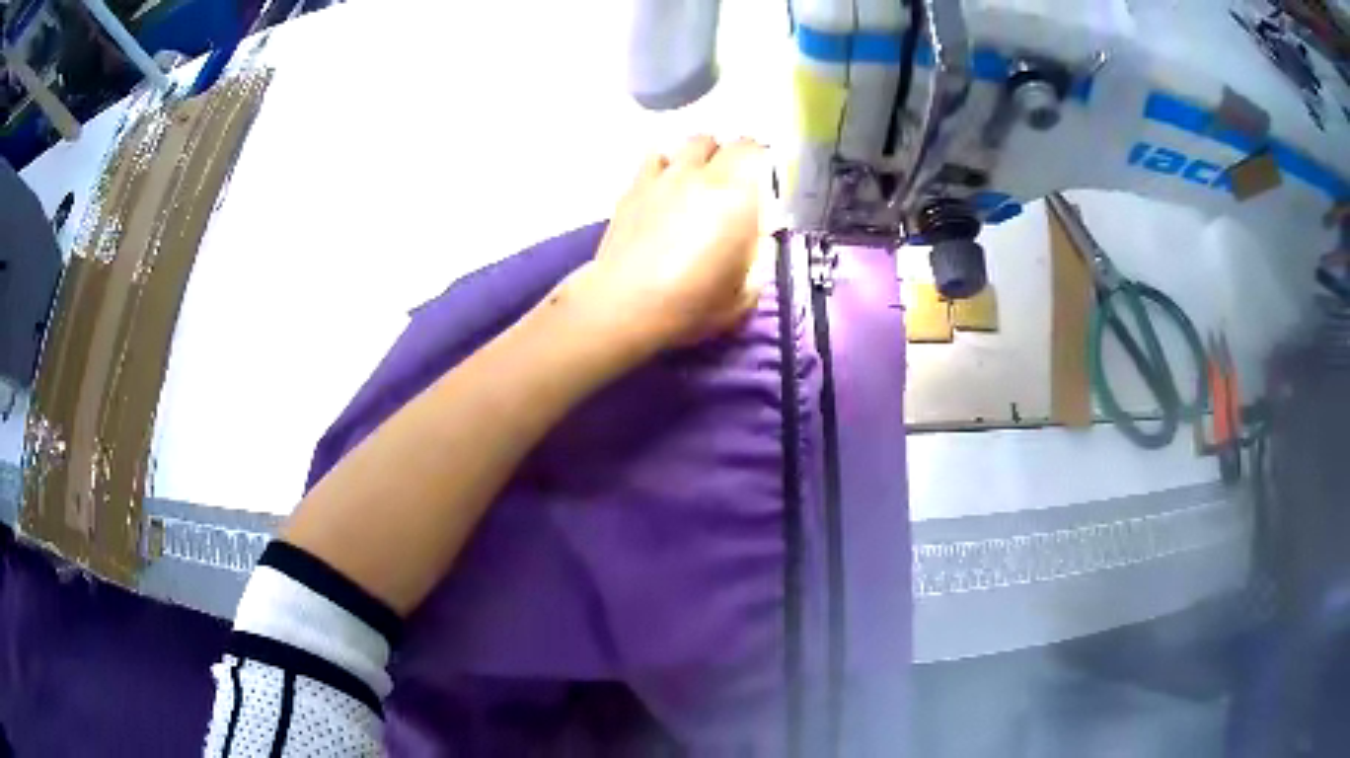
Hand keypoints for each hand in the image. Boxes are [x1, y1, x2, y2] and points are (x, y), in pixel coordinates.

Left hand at [565, 136, 776, 351]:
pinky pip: (657, 157)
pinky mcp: (634, 187)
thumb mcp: (744, 295)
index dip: (765, 162)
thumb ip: (760, 260)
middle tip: (740, 183)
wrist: (624, 306)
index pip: (756, 152)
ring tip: (704, 179)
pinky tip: (668, 184)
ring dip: (704, 155)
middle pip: (726, 143)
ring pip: (691, 143)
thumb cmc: (691, 304)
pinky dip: (668, 163)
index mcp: (737, 197)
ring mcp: (664, 177)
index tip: (767, 183)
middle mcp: (701, 176)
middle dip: (737, 157)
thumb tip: (761, 240)